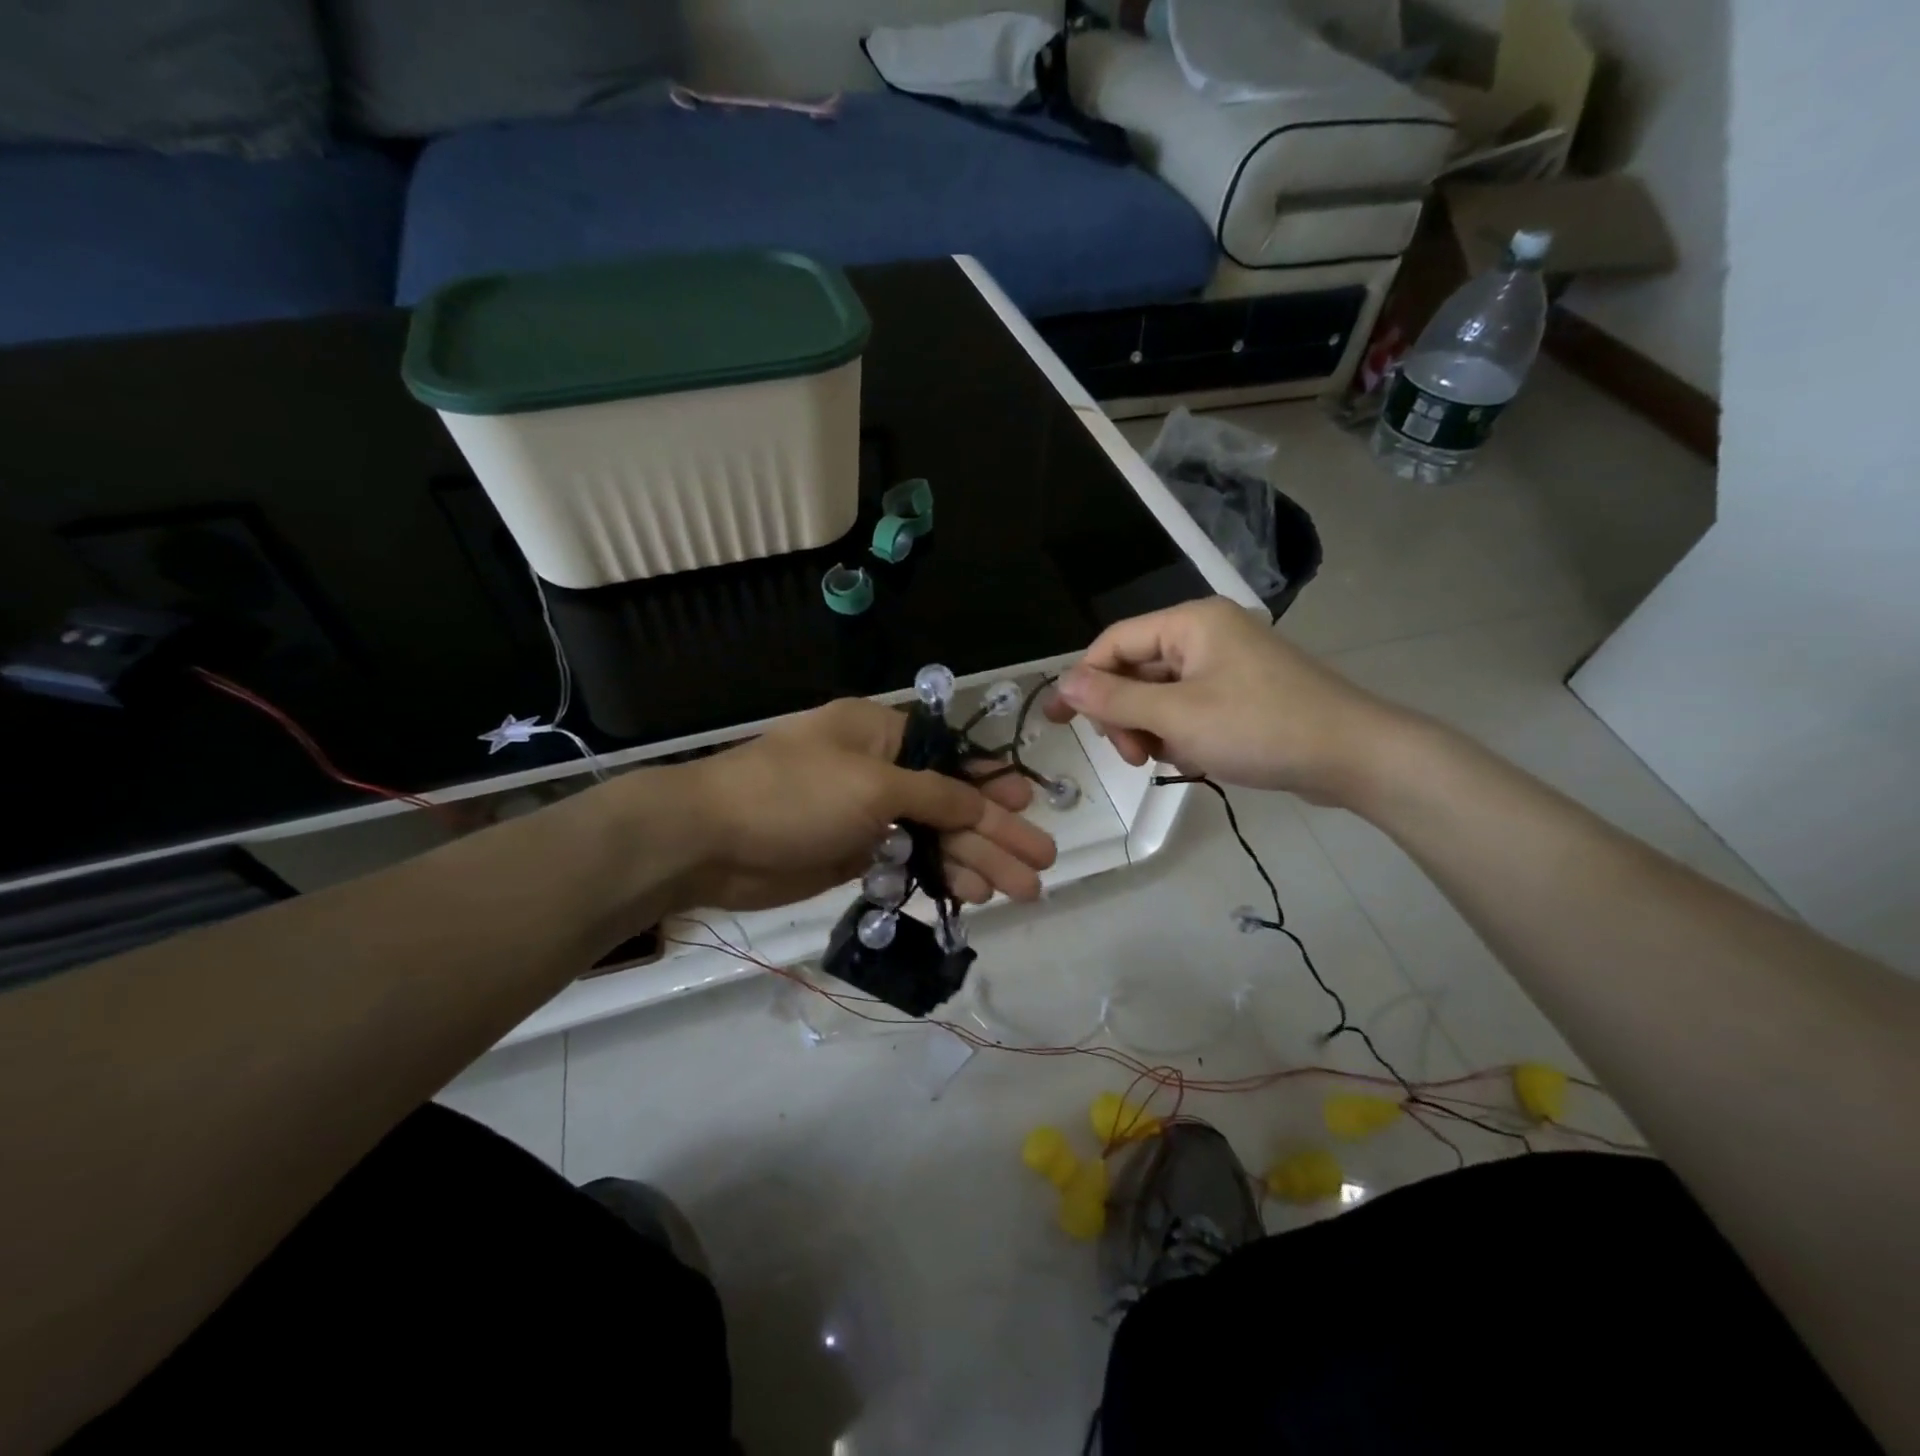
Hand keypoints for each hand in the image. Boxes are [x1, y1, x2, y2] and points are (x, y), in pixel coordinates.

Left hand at [654, 698, 1056, 912]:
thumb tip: (982, 800)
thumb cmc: (793, 794)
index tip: (1030, 804)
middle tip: (1043, 863)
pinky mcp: (853, 854)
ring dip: (975, 861)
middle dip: (997, 833)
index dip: (994, 782)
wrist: (710, 841)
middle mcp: (879, 770)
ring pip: (933, 837)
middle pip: (951, 802)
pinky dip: (938, 877)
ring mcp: (866, 815)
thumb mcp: (872, 785)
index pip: (952, 755)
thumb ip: (934, 794)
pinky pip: (908, 864)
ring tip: (1019, 891)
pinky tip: (972, 895)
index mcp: (882, 734)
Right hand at [1043, 598, 1407, 805]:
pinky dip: (1181, 734)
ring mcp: (1226, 664)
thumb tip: (1064, 684)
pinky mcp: (1241, 693)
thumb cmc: (1260, 728)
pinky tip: (1196, 758)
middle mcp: (1205, 634)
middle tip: (1132, 756)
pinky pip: (1189, 708)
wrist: (1353, 756)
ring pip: (1160, 695)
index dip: (1084, 681)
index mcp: (1190, 623)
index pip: (1114, 643)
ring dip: (1152, 729)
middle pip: (1136, 670)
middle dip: (1125, 715)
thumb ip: (1115, 701)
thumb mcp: (1178, 717)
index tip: (1061, 722)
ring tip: (1168, 759)